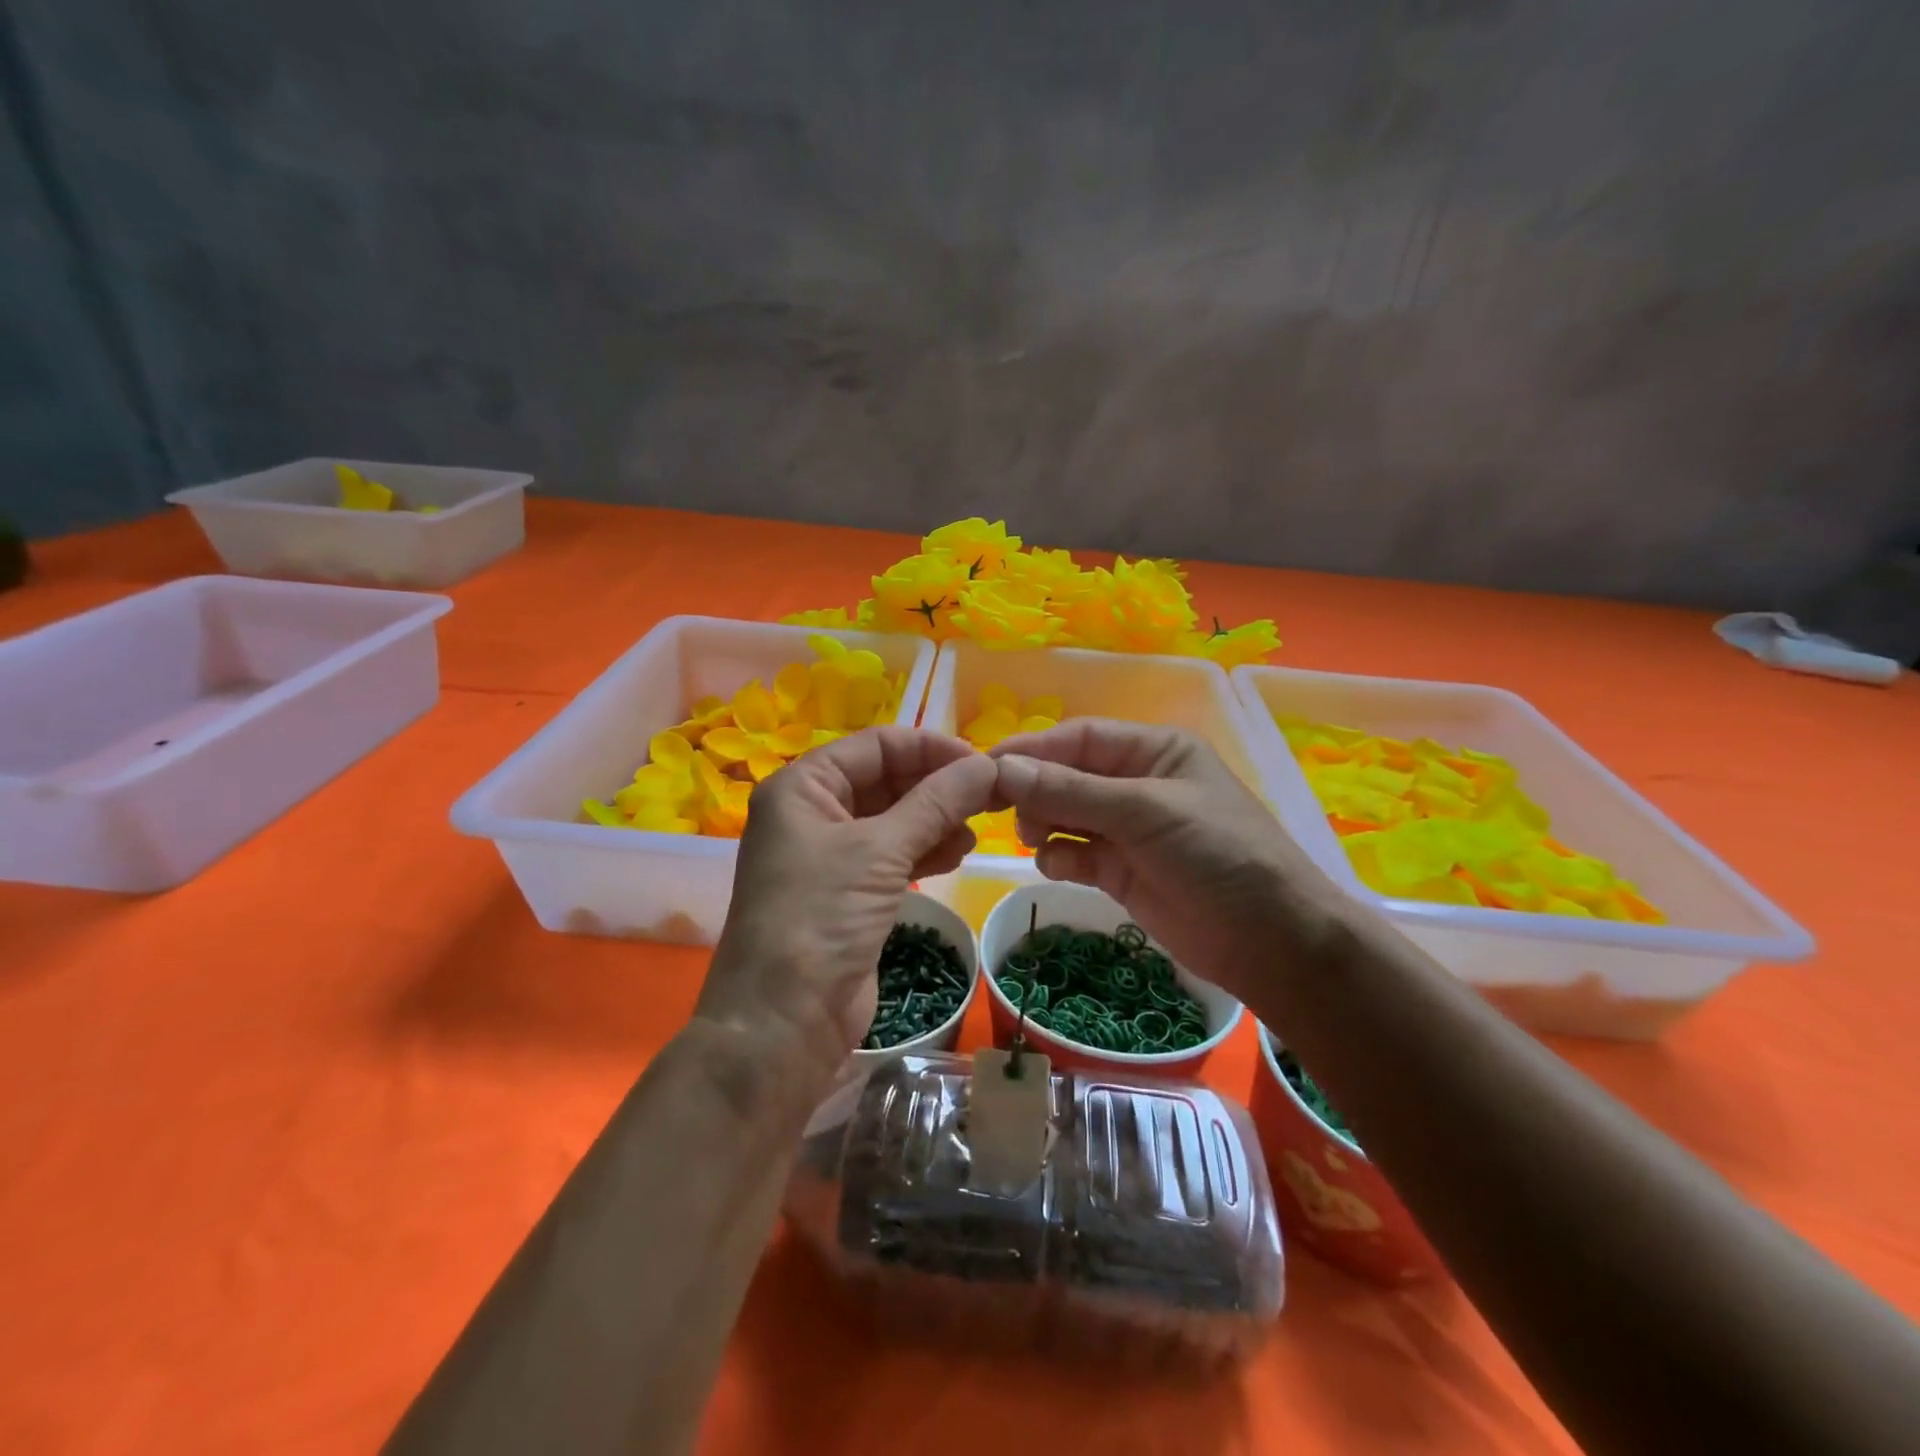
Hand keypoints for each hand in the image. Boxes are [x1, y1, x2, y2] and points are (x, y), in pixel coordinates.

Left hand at [698, 727, 996, 1078]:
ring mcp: (830, 856)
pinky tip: (958, 854)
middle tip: (989, 796)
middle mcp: (812, 813)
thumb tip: (988, 765)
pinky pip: (894, 856)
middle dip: (936, 786)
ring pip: (894, 819)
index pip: (875, 745)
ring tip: (978, 829)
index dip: (929, 748)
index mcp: (802, 787)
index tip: (981, 763)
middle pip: (885, 780)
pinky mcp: (849, 894)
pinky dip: (926, 850)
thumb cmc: (820, 918)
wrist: (783, 1023)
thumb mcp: (880, 851)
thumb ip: (936, 803)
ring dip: (936, 819)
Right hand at [990, 719, 1347, 1006]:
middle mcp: (1137, 784)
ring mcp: (1129, 831)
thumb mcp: (1145, 812)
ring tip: (1033, 839)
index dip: (1033, 748)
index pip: (1080, 738)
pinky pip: (1075, 855)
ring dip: (1043, 823)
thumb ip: (1071, 791)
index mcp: (1153, 751)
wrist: (1272, 942)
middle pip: (1068, 775)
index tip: (986, 766)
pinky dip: (1060, 858)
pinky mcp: (1121, 872)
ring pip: (1066, 815)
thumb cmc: (1217, 854)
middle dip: (1035, 789)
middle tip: (999, 810)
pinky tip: (1057, 867)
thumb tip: (1001, 768)